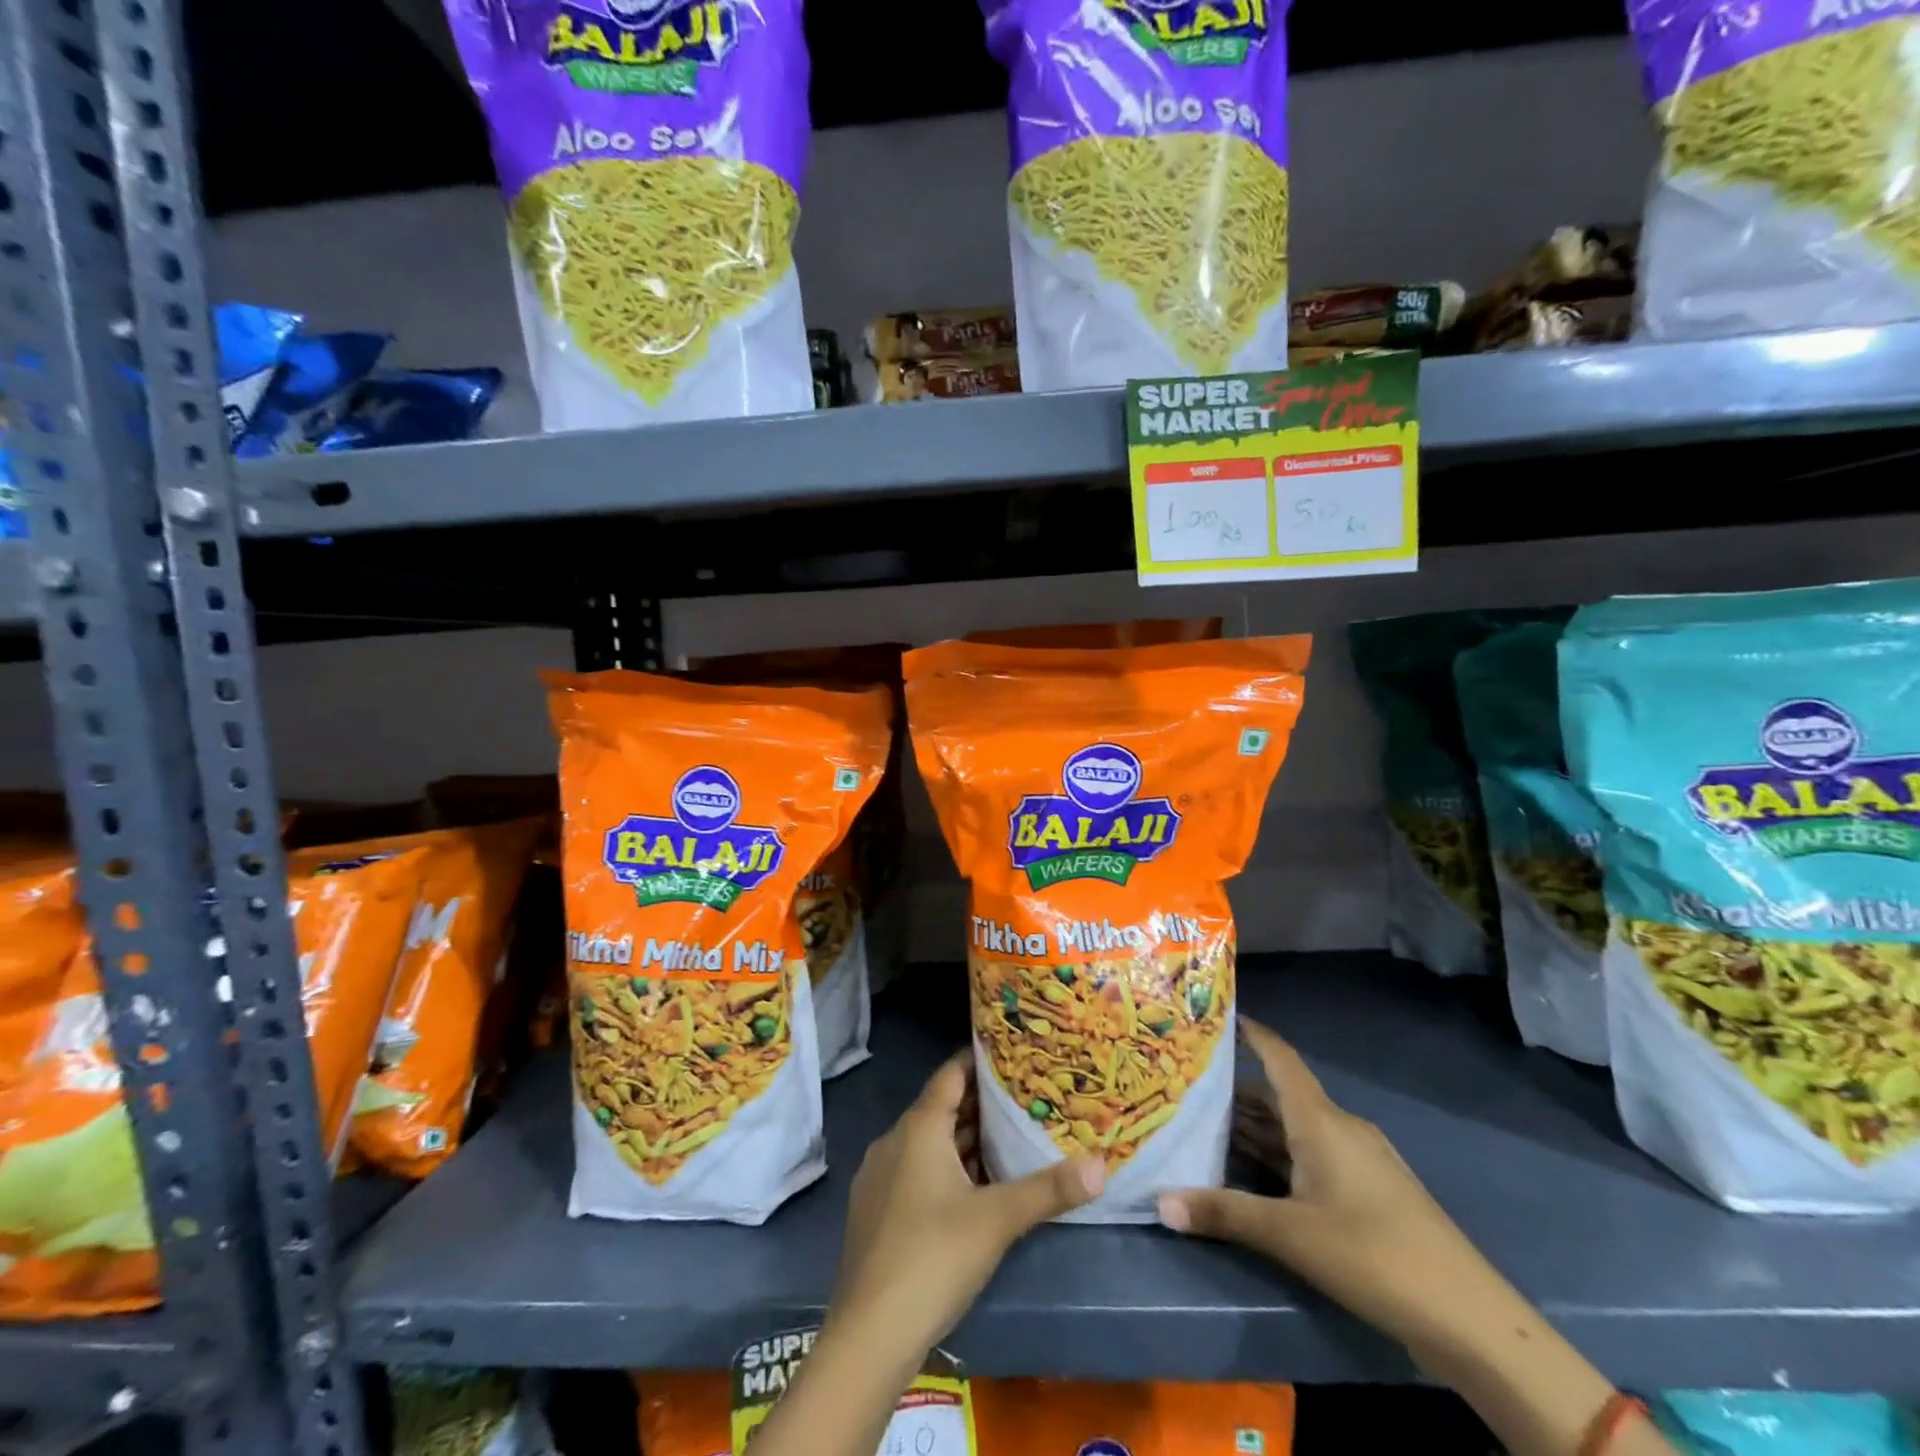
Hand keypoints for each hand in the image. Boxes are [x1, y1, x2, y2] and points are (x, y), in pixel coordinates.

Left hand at [829, 1051, 1104, 1358]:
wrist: (868, 1335)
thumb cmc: (934, 1257)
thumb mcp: (997, 1220)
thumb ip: (1049, 1190)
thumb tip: (1101, 1165)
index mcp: (918, 1128)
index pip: (951, 1073)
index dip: (980, 1060)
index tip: (1014, 1055)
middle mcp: (894, 1141)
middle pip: (941, 1107)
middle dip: (981, 1103)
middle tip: (1024, 1098)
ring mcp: (879, 1177)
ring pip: (928, 1143)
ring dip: (963, 1139)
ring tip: (1008, 1138)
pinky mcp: (875, 1210)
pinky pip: (915, 1170)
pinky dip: (945, 1167)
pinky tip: (972, 1188)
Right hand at [1157, 1017, 1512, 1358]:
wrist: (1470, 1319)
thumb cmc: (1373, 1254)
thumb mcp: (1289, 1235)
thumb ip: (1223, 1214)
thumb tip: (1158, 1202)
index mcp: (1320, 1119)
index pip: (1279, 1057)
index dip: (1249, 1032)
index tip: (1212, 1016)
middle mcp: (1339, 1128)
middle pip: (1279, 1095)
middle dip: (1234, 1090)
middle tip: (1186, 1086)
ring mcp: (1359, 1160)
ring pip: (1295, 1129)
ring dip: (1255, 1128)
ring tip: (1206, 1127)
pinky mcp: (1369, 1192)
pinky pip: (1312, 1156)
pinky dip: (1279, 1156)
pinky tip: (1253, 1175)